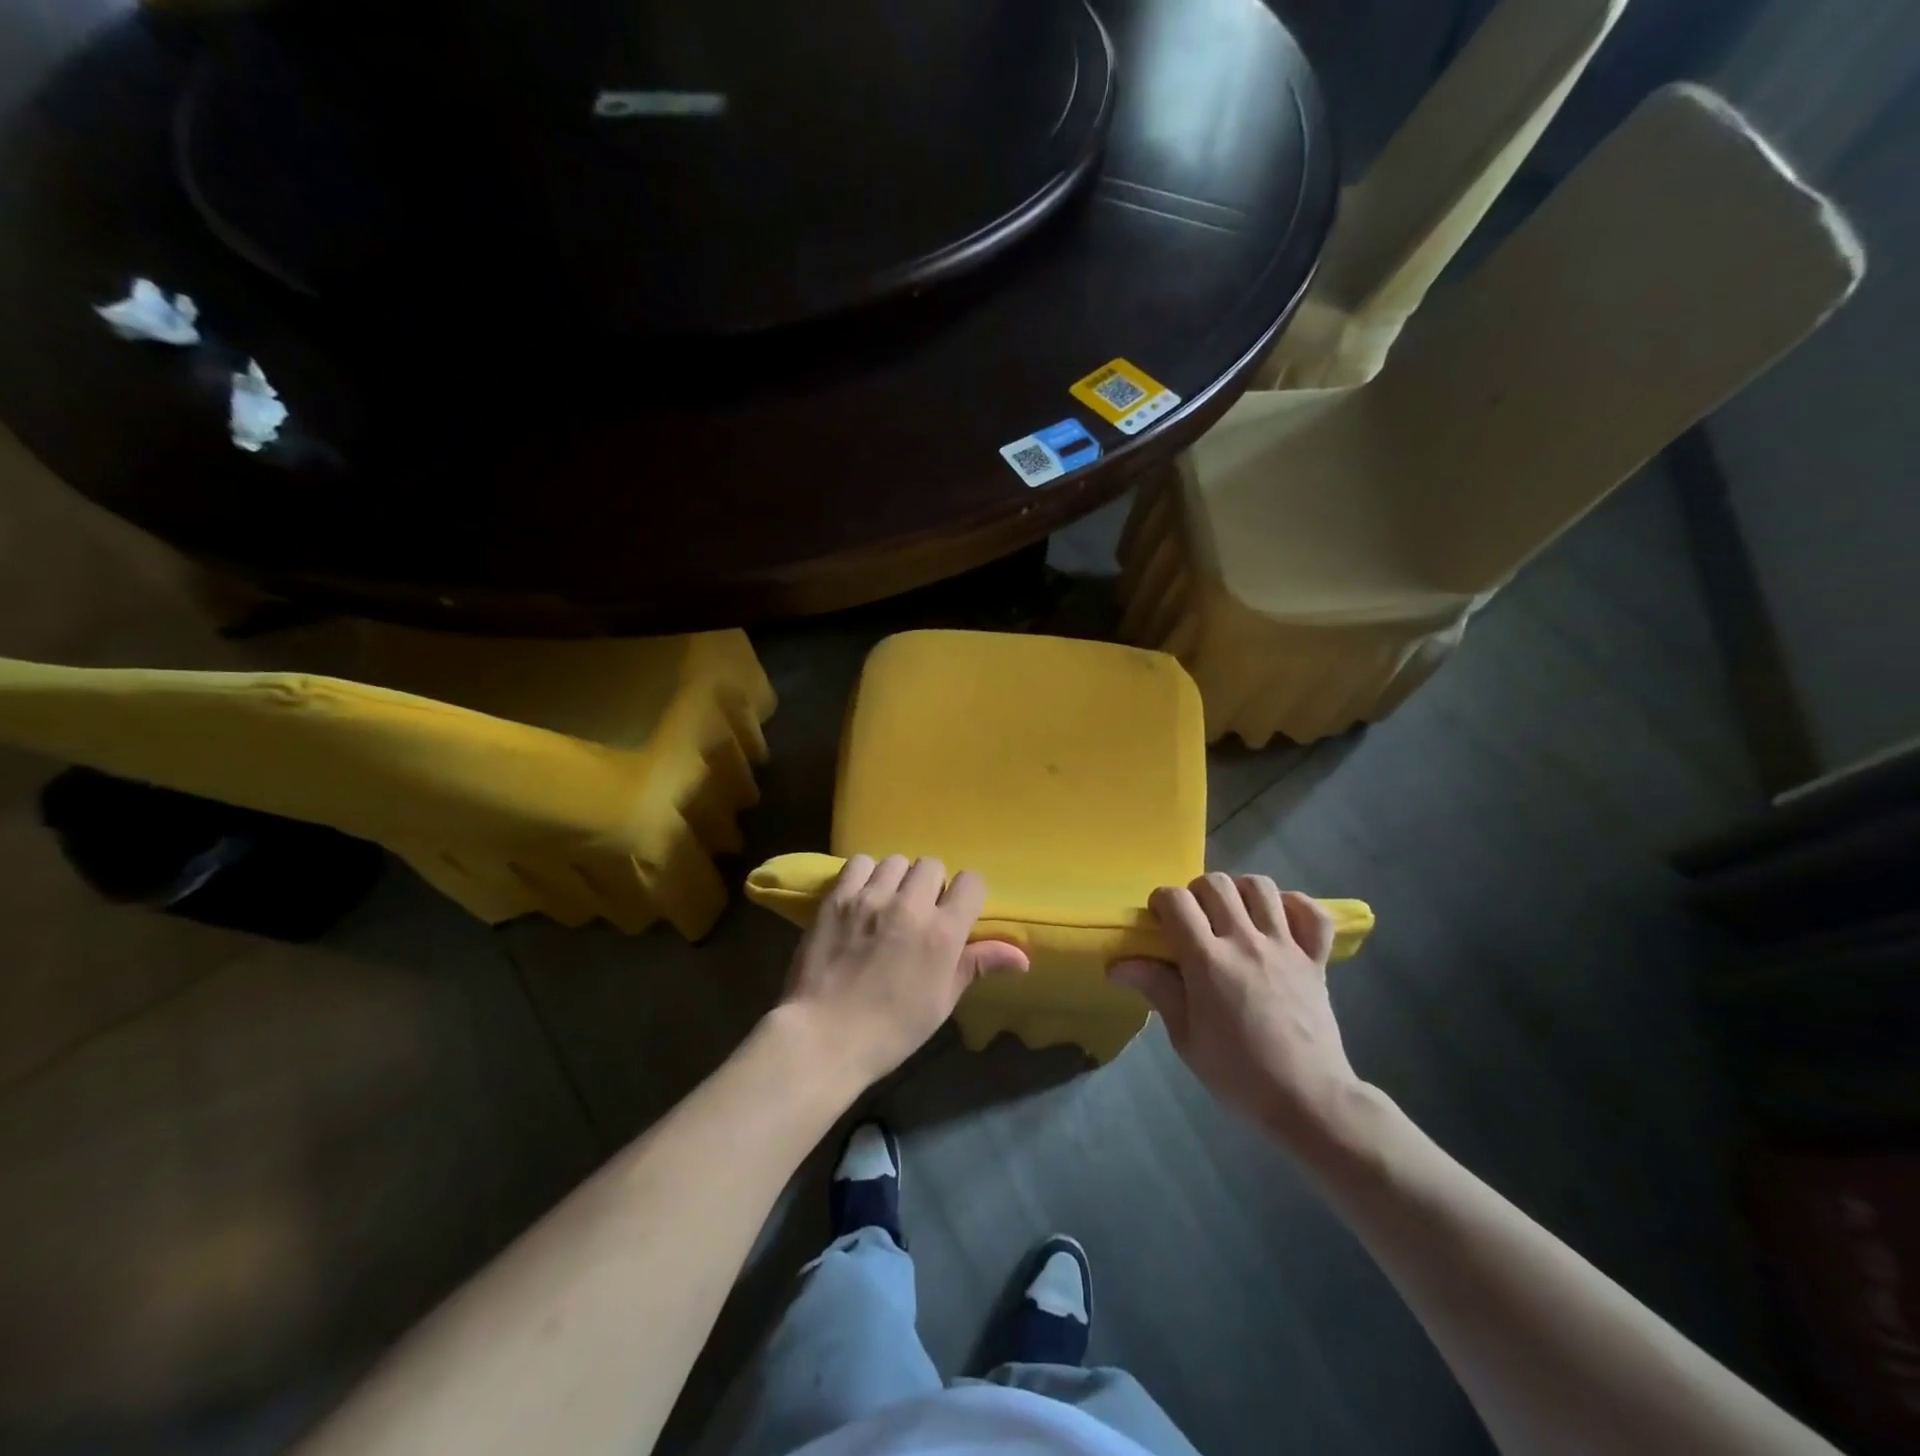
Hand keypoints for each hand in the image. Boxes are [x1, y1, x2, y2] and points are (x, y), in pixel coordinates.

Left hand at [782, 854, 1027, 1086]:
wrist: (824, 1037)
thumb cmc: (891, 1029)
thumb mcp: (941, 1002)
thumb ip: (977, 966)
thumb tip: (1022, 957)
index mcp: (943, 933)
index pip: (971, 882)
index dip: (966, 894)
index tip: (956, 912)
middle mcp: (910, 906)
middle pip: (932, 865)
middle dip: (931, 885)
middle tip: (918, 912)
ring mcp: (870, 898)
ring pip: (896, 861)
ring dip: (897, 879)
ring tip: (887, 903)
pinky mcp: (837, 897)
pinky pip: (859, 863)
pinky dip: (865, 874)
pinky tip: (861, 897)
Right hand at [1110, 873, 1363, 1147]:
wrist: (1308, 1100)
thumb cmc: (1238, 1073)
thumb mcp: (1185, 1037)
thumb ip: (1157, 989)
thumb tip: (1117, 965)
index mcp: (1208, 961)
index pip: (1176, 901)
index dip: (1161, 901)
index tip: (1159, 921)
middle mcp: (1245, 942)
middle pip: (1216, 884)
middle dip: (1196, 893)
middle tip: (1194, 920)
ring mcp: (1285, 947)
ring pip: (1260, 886)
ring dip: (1240, 892)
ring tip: (1233, 914)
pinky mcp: (1316, 959)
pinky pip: (1312, 913)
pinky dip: (1295, 906)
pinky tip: (1279, 920)